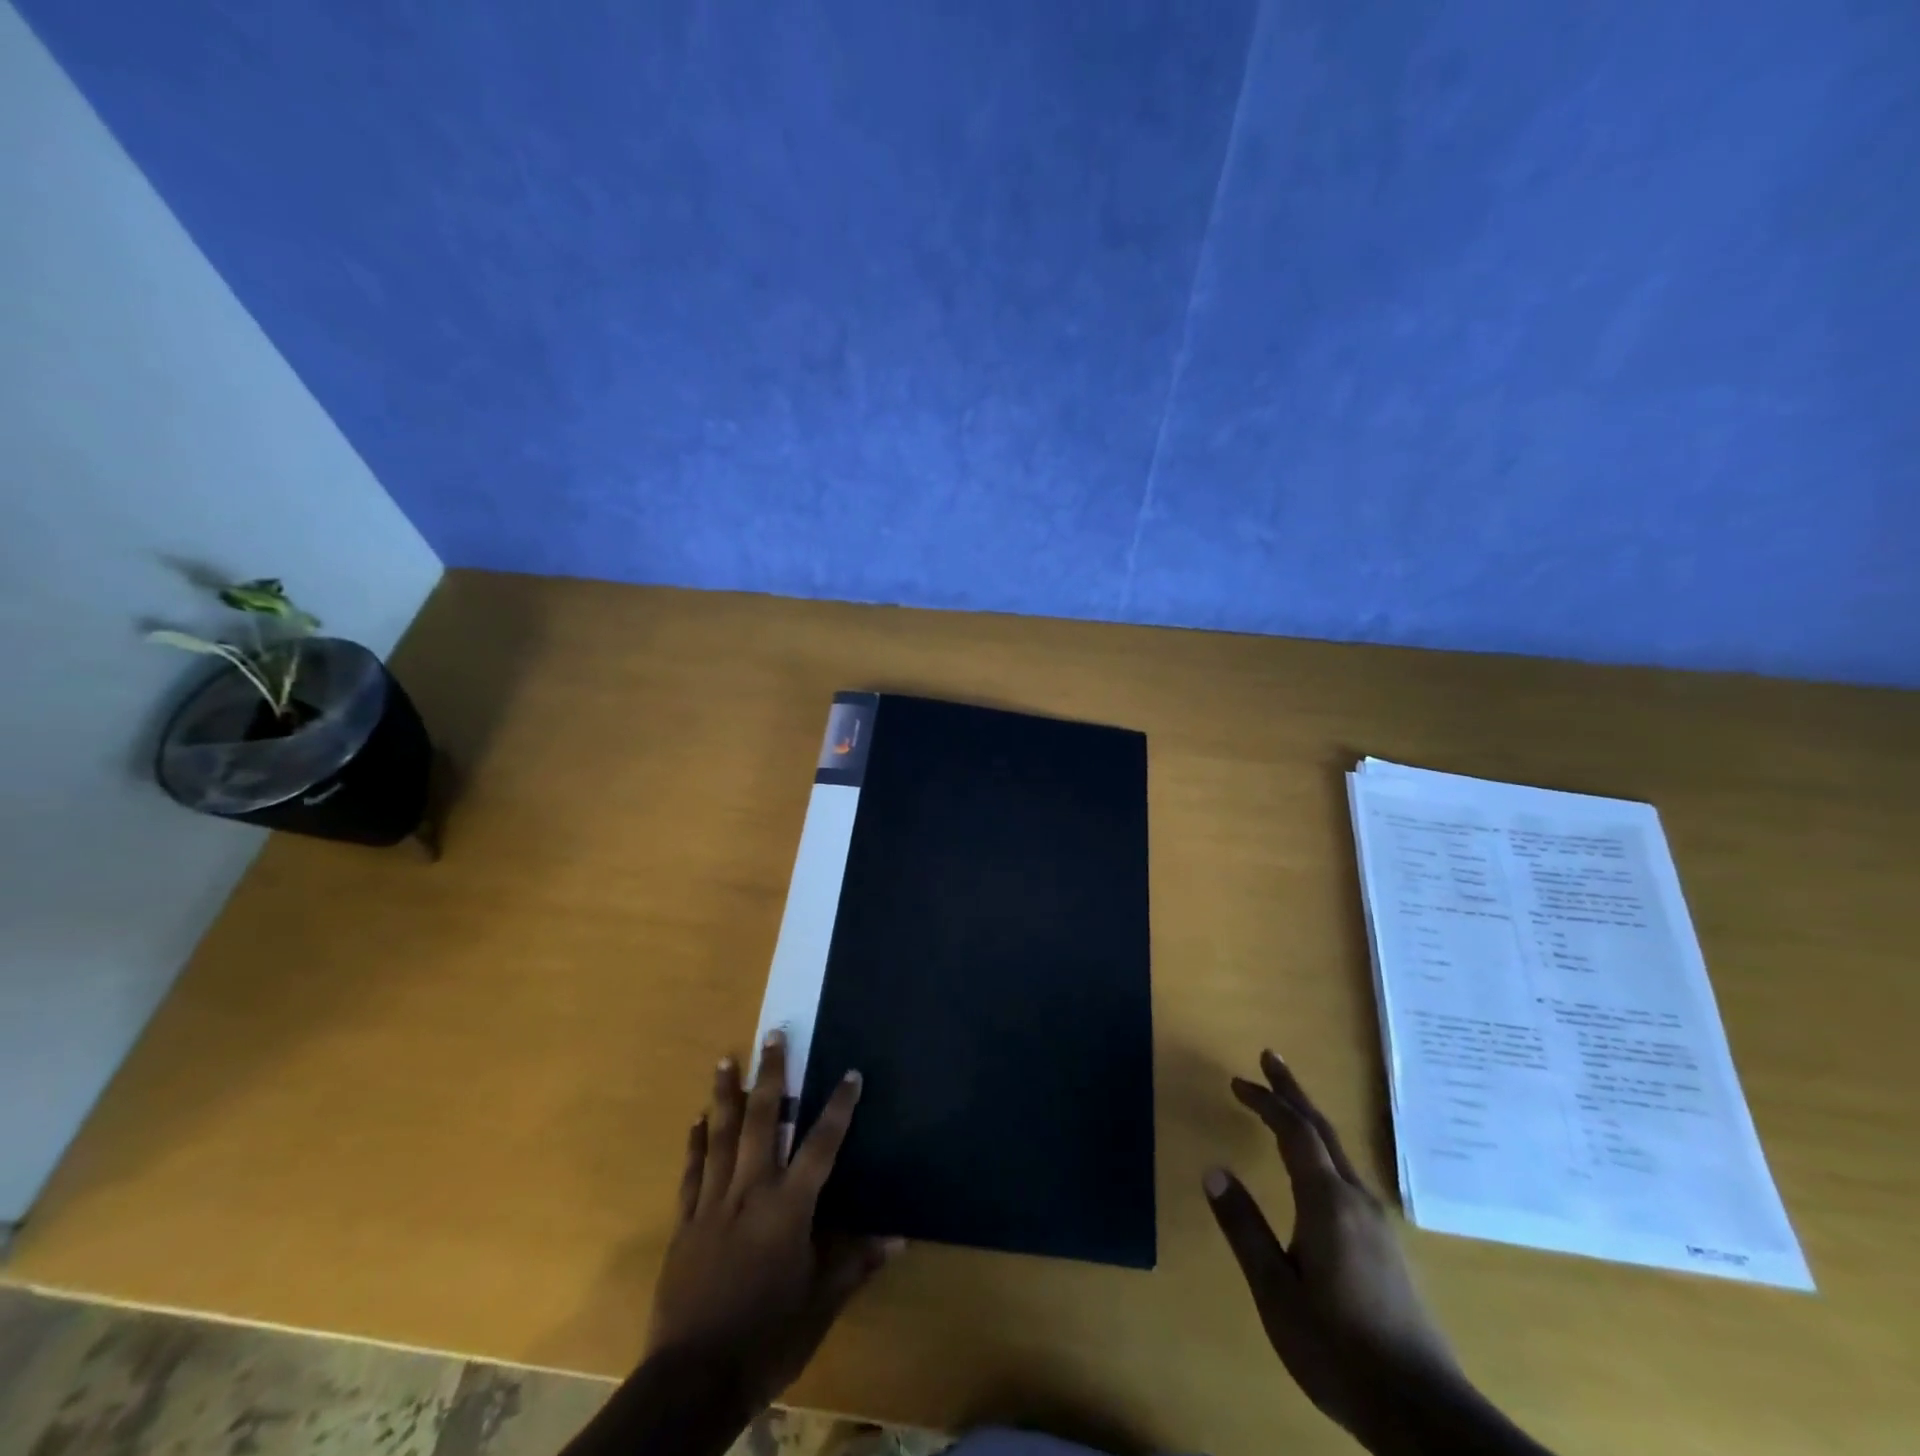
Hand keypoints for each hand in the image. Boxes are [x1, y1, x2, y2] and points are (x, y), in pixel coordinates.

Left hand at [646, 1032, 900, 1411]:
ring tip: (726, 1059)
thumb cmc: (768, 1338)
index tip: (850, 1072)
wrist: (694, 1380)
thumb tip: (899, 1237)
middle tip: (772, 1035)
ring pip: (720, 1136)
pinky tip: (697, 1118)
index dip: (838, 1107)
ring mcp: (714, 1204)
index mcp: (789, 1208)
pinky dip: (695, 1143)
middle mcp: (751, 1192)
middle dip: (771, 1076)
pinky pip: (692, 1173)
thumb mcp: (821, 1304)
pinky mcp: (685, 1224)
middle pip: (761, 1121)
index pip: (821, 1145)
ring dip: (725, 1095)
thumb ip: (856, 1263)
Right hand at [1203, 1052, 1464, 1450]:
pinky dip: (1321, 1150)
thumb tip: (1213, 1170)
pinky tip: (1316, 1170)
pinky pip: (1347, 1175)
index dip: (1266, 1100)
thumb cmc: (1338, 1349)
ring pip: (1338, 1152)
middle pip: (1322, 1129)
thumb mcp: (1276, 1291)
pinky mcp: (1387, 1247)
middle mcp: (1357, 1200)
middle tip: (1270, 1058)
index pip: (1295, 1131)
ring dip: (1307, 1120)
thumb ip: (1244, 1228)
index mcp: (1327, 1202)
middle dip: (1293, 1091)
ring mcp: (1378, 1224)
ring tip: (1285, 1106)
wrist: (1424, 1414)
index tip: (1237, 1081)